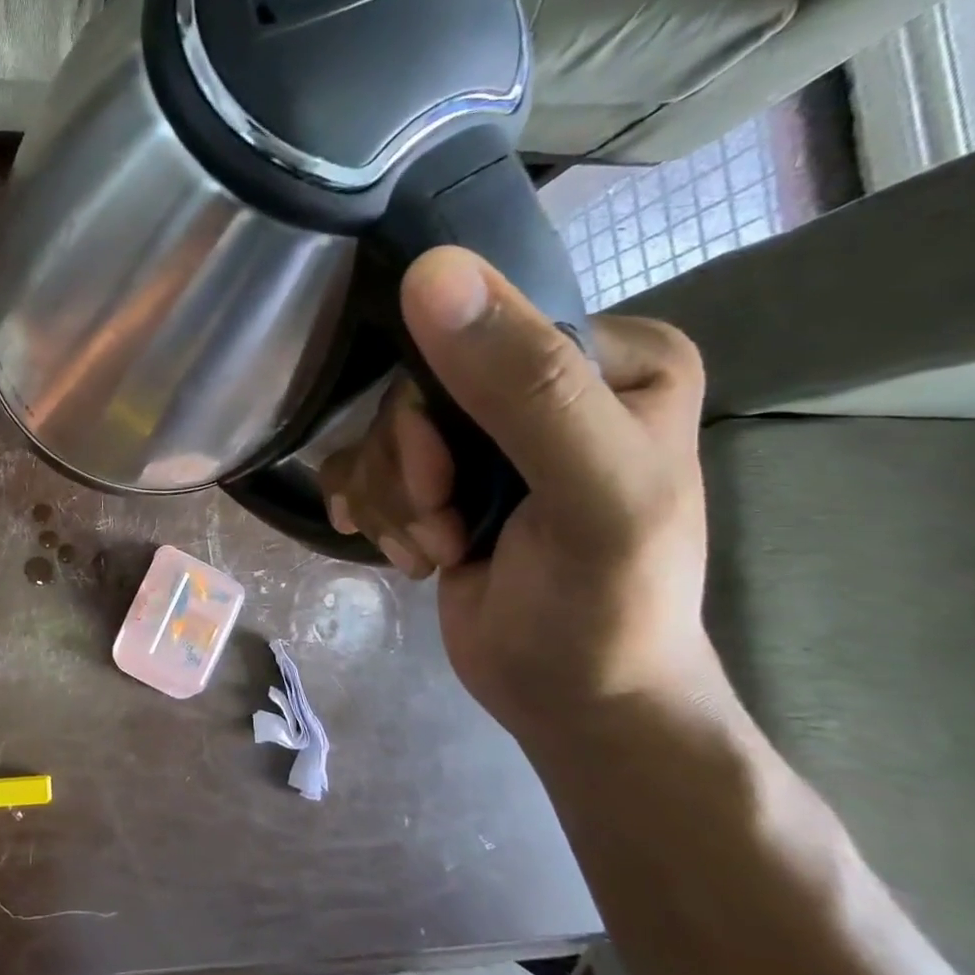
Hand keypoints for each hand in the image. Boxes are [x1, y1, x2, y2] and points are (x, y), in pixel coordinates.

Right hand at [320, 247, 713, 745]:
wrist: (575, 703)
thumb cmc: (605, 606)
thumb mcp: (590, 495)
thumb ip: (526, 384)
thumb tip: (429, 271)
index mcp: (610, 356)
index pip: (474, 332)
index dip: (433, 407)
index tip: (446, 483)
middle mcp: (547, 380)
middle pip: (412, 386)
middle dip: (409, 469)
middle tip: (443, 526)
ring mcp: (487, 431)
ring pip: (379, 429)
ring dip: (392, 500)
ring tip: (434, 549)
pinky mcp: (442, 473)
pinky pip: (363, 460)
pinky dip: (370, 508)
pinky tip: (399, 548)